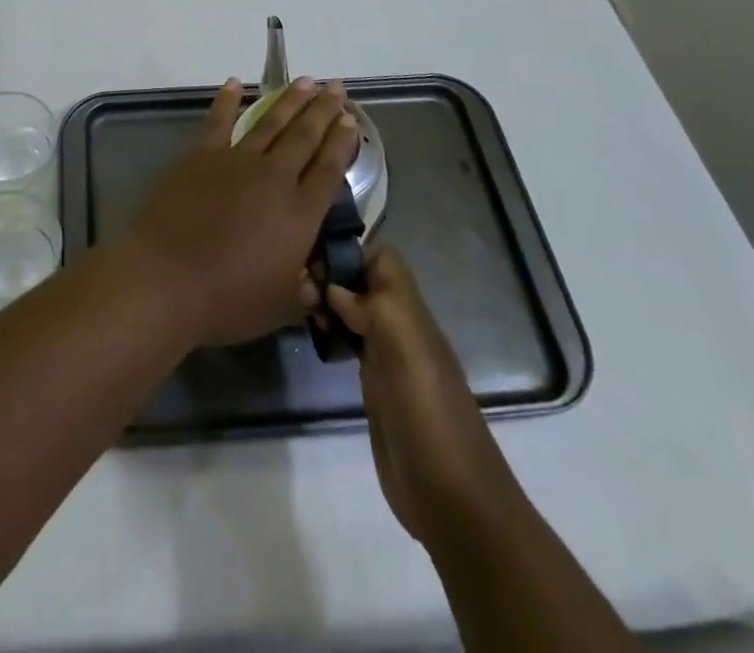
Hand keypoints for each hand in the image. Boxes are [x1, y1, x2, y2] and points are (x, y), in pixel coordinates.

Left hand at [128, 77, 360, 347]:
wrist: (167, 279)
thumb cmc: (226, 300)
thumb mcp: (278, 307)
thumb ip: (302, 292)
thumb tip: (316, 286)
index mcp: (300, 214)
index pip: (330, 168)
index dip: (342, 142)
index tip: (351, 119)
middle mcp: (275, 178)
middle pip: (305, 136)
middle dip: (324, 110)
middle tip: (337, 86)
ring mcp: (236, 161)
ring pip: (271, 122)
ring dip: (290, 100)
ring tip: (307, 81)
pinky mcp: (202, 156)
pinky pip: (219, 121)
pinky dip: (228, 100)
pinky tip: (236, 83)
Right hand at [325, 248, 515, 542]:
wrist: (453, 501)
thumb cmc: (430, 416)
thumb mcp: (407, 352)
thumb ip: (374, 307)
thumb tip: (336, 287)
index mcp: (411, 314)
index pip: (383, 259)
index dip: (351, 251)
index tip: (315, 258)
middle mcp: (400, 328)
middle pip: (363, 281)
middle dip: (331, 276)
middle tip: (300, 291)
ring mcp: (387, 359)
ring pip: (353, 310)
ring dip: (326, 301)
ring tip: (300, 308)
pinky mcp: (375, 389)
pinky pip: (349, 343)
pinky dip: (330, 332)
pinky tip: (313, 336)